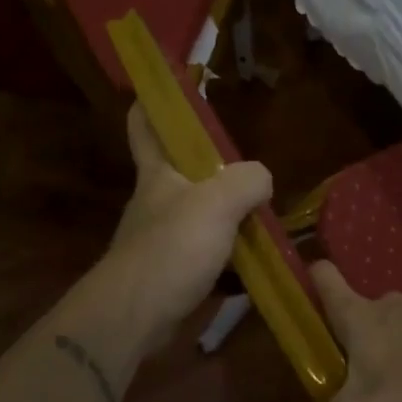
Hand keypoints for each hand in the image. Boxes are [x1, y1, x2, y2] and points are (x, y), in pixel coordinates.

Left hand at [99, 102, 272, 347]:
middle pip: (183, 169)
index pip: (145, 123)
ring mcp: (164, 236)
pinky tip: (259, 257)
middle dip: (212, 163)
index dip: (153, 99)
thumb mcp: (218, 203)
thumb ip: (248, 181)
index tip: (175, 84)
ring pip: (201, 212)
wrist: (135, 317)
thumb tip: (262, 181)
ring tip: (265, 211)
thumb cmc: (171, 248)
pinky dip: (232, 253)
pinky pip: (210, 252)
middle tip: (248, 162)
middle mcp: (158, 198)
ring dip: (229, 212)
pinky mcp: (173, 270)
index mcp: (159, 171)